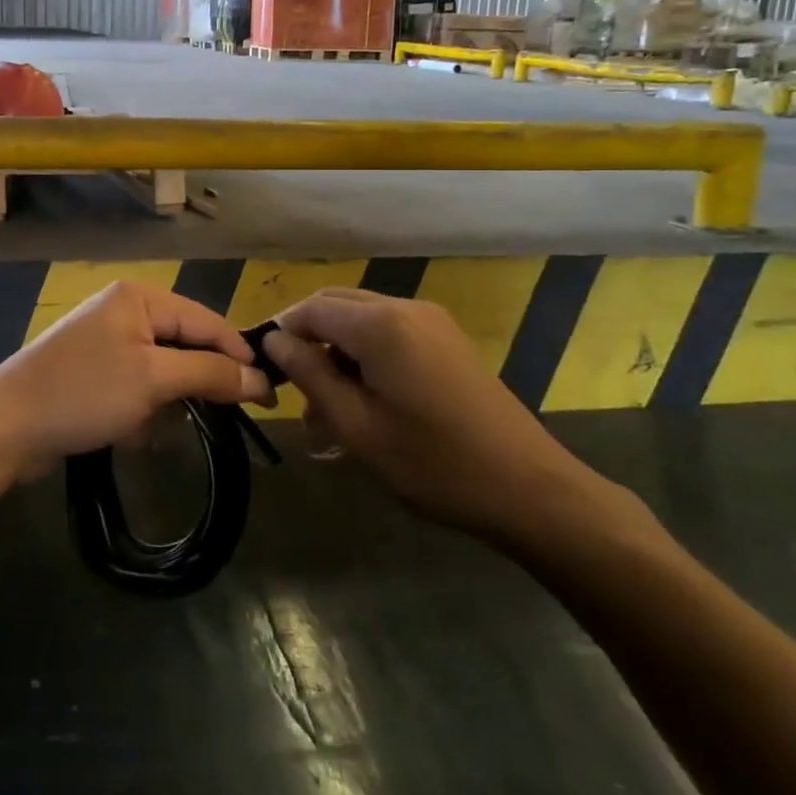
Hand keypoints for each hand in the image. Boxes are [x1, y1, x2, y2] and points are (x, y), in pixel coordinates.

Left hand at [0, 282, 269, 469]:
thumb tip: (259, 379)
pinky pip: (136, 386)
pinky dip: (143, 409)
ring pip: (162, 369)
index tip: (270, 393)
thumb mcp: (153, 380)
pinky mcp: (91, 372)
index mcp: (138, 297)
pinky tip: (135, 434)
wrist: (4, 427)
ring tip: (163, 428)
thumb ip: (209, 373)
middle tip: (227, 416)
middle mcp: (123, 311)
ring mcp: (104, 342)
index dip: (239, 355)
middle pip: (184, 343)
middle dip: (199, 383)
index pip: (206, 320)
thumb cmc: (83, 393)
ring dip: (169, 402)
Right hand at [262, 288, 610, 543]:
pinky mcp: (446, 339)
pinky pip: (390, 333)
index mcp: (380, 324)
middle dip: (309, 342)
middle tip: (295, 394)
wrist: (528, 488)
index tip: (267, 374)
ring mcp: (431, 321)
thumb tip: (273, 340)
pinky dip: (366, 357)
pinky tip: (365, 403)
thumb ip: (309, 375)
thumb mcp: (357, 426)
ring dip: (336, 353)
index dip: (281, 334)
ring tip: (328, 412)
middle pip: (335, 306)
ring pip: (361, 320)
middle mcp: (404, 308)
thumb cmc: (433, 464)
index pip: (310, 309)